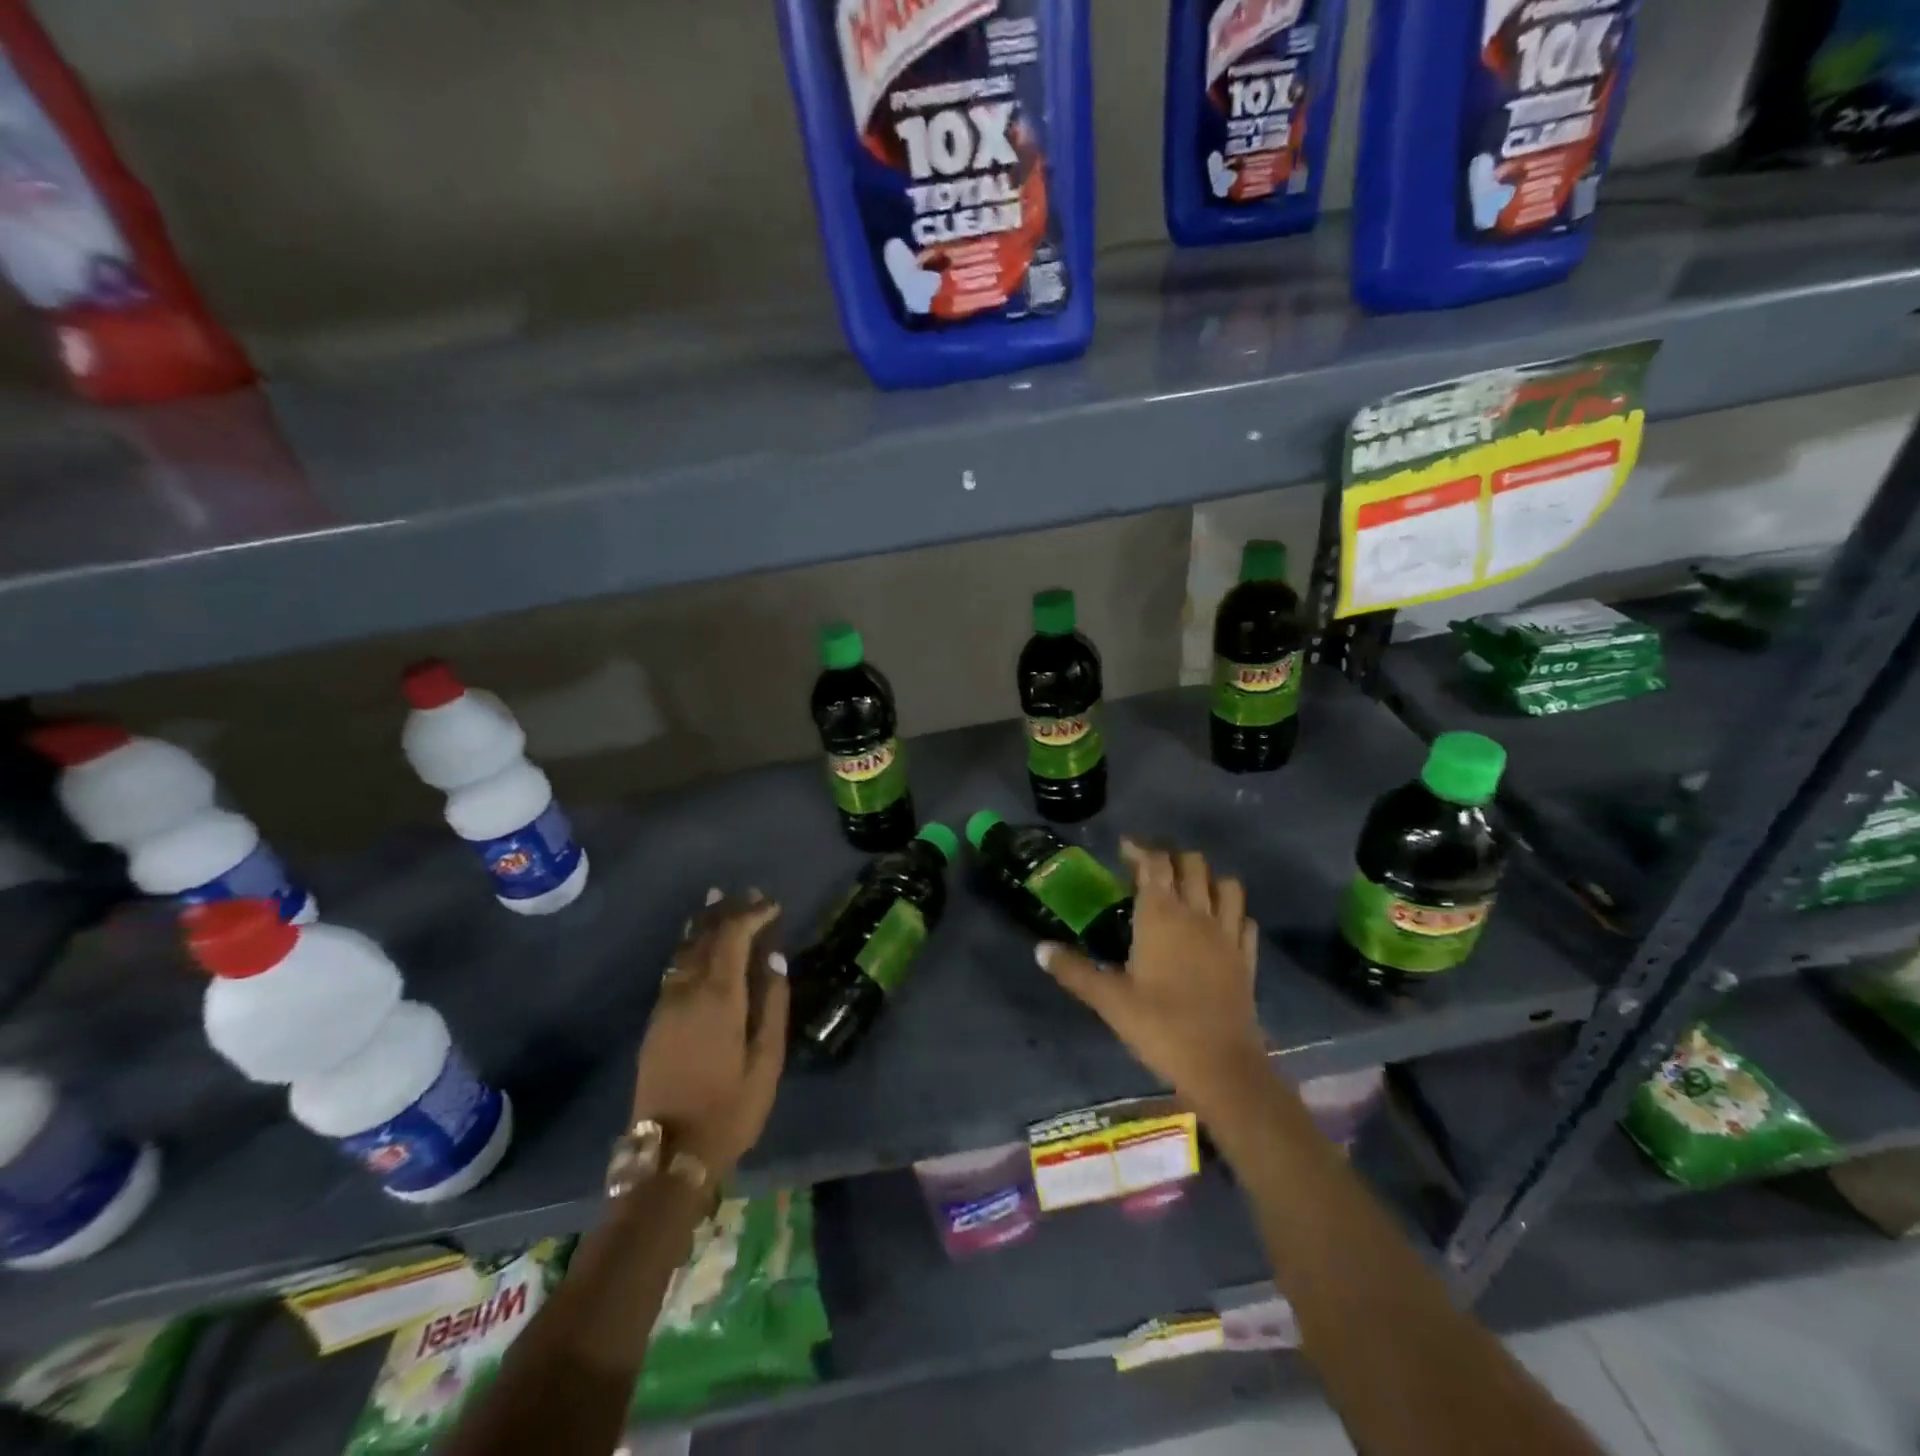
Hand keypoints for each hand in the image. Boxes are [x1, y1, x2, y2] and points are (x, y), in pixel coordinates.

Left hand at [631, 890, 787, 1177]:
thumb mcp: (766, 1060)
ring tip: (719, 902)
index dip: (751, 915)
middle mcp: (686, 991)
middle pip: (705, 937)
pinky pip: (674, 969)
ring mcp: (666, 1006)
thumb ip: (772, 1004)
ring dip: (704, 924)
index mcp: (718, 997)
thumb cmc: (729, 1108)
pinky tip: (698, 946)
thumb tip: (774, 959)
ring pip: (684, 951)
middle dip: (728, 911)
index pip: (731, 937)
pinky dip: (690, 948)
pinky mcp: (655, 1021)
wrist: (669, 1155)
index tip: (772, 905)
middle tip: (749, 894)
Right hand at [1038, 841, 1267, 1117]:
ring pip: (1226, 885)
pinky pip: (1244, 919)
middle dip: (1171, 857)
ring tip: (1186, 890)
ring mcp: (1228, 934)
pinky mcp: (1247, 958)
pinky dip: (1231, 912)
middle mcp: (1197, 914)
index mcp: (1161, 915)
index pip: (1155, 863)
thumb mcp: (1108, 999)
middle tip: (1149, 870)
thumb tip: (1039, 949)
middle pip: (1192, 863)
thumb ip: (1074, 970)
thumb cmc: (1159, 1026)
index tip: (1123, 849)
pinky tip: (1217, 925)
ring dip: (1206, 878)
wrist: (1221, 1066)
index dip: (1139, 850)